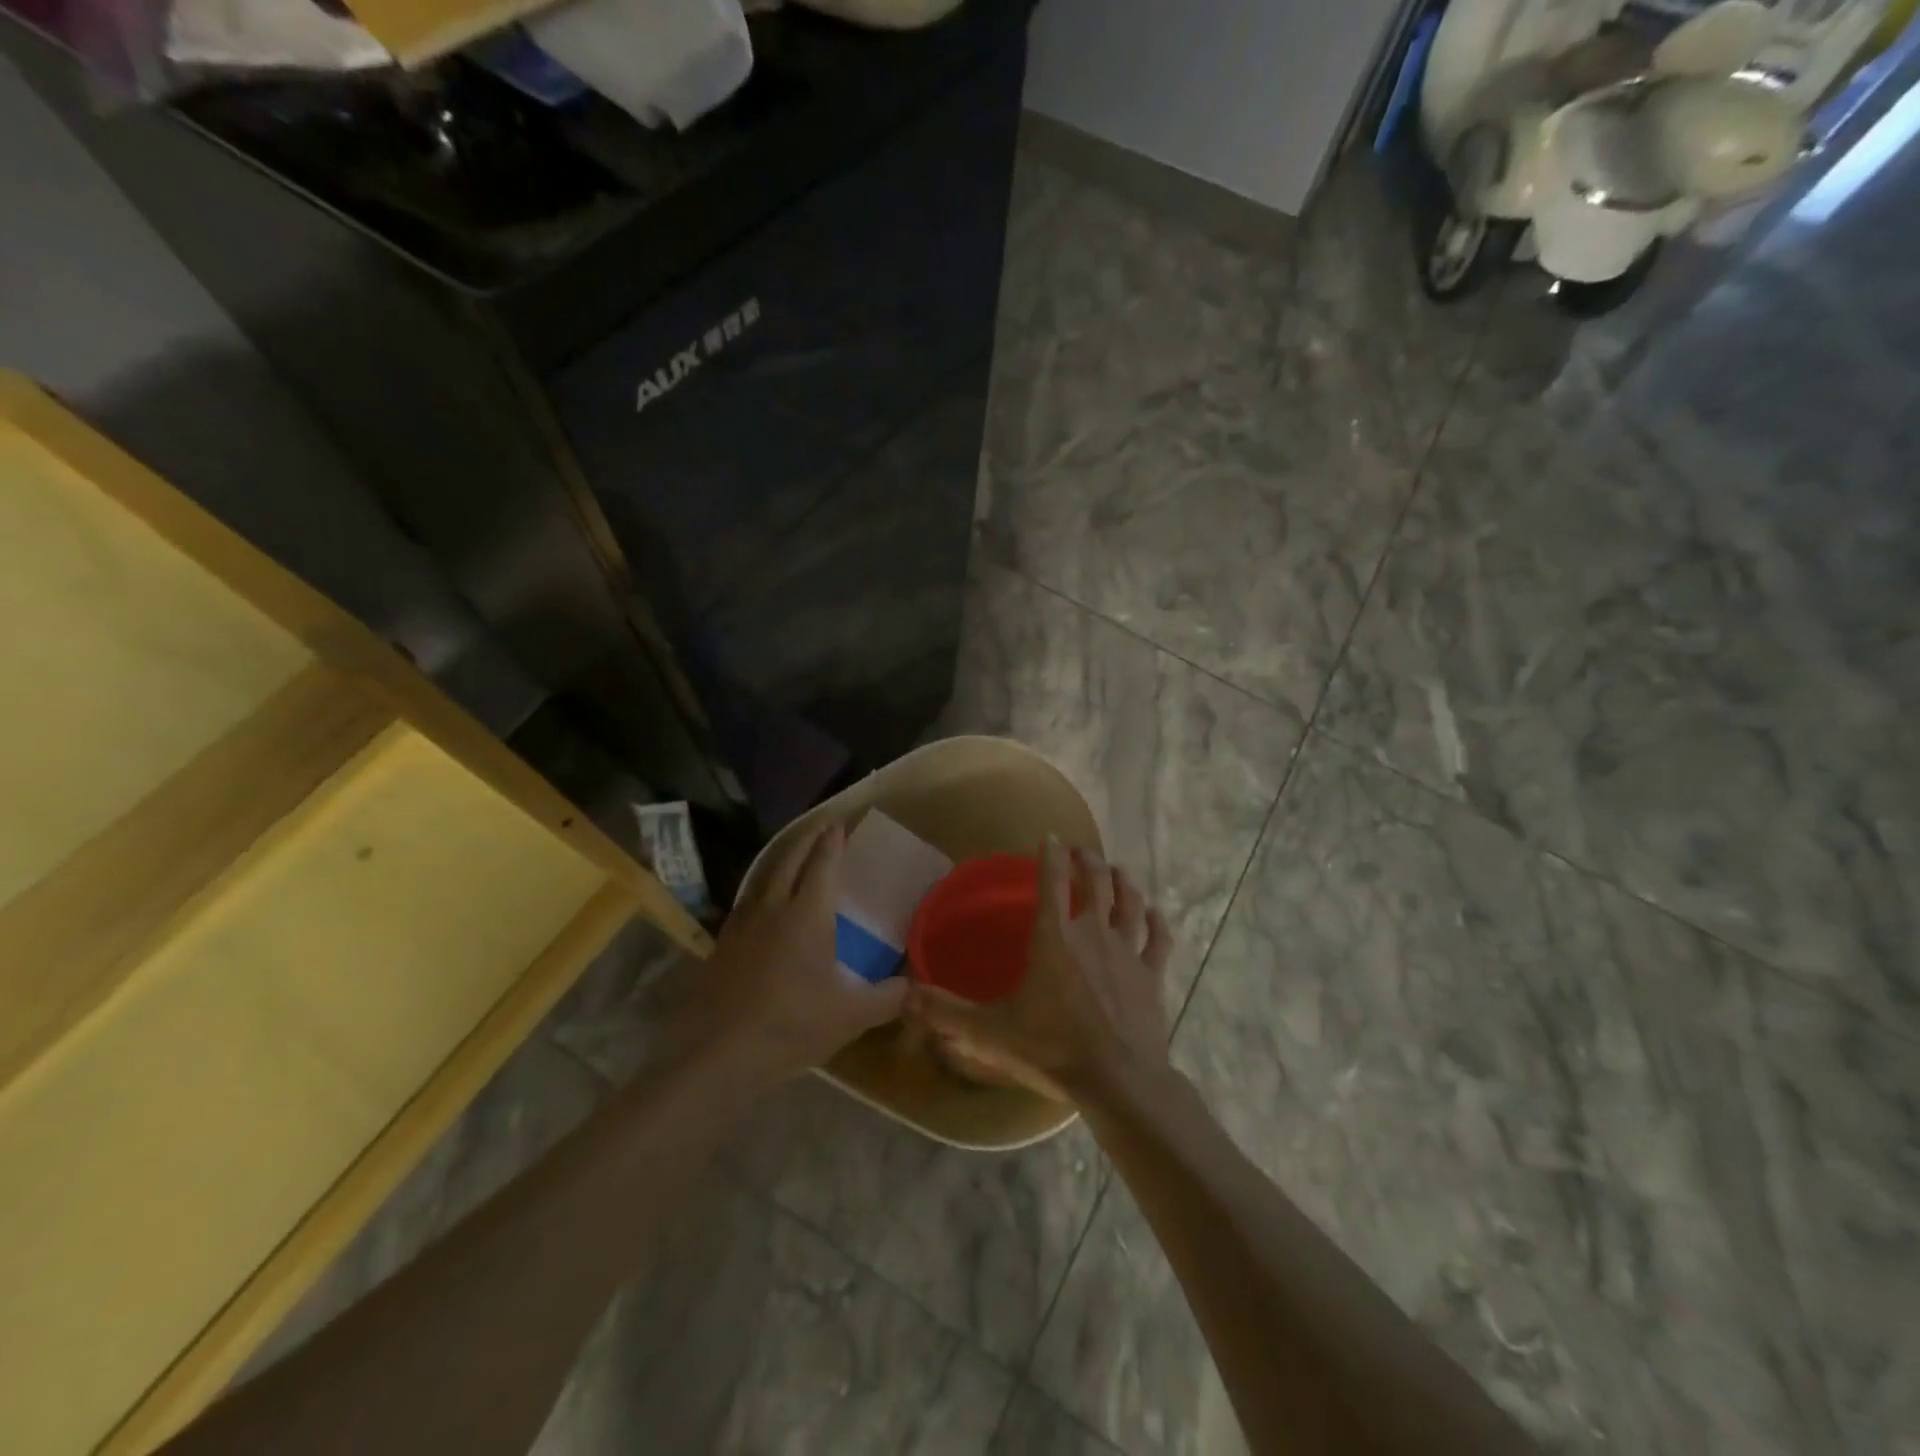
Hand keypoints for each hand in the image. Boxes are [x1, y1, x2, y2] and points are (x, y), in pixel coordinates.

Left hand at [672, 822, 906, 1093]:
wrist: (717, 1055)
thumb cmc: (790, 1026)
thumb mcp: (849, 1017)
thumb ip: (887, 998)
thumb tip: (915, 986)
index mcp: (806, 914)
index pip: (821, 864)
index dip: (832, 842)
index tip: (839, 824)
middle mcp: (773, 908)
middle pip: (789, 860)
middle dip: (807, 840)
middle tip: (821, 827)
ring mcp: (742, 924)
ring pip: (764, 877)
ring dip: (781, 860)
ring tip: (793, 856)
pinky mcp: (722, 944)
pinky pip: (747, 901)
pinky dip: (762, 888)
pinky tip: (763, 905)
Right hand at [907, 837, 1173, 1104]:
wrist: (1118, 1080)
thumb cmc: (1052, 1049)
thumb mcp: (990, 1032)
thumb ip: (947, 1011)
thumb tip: (905, 995)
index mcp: (1054, 938)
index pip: (1051, 882)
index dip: (1050, 855)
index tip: (1050, 836)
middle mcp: (1093, 933)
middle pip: (1096, 882)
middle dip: (1088, 861)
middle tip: (1081, 851)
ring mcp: (1128, 951)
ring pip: (1130, 902)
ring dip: (1123, 882)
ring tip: (1117, 870)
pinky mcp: (1152, 974)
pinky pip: (1158, 939)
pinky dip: (1157, 922)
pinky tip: (1156, 914)